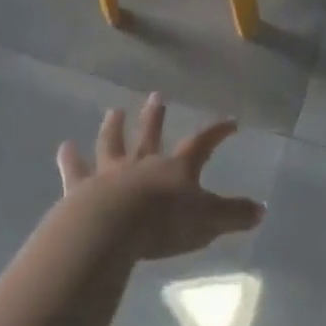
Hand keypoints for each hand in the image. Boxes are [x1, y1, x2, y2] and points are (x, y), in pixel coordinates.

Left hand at [57, 95, 265, 260]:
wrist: (112, 229)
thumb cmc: (164, 223)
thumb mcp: (208, 221)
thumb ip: (233, 215)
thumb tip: (262, 210)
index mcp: (176, 168)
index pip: (203, 143)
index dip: (217, 131)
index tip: (230, 121)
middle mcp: (143, 163)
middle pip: (151, 134)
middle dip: (156, 116)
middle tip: (156, 96)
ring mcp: (110, 173)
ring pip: (112, 144)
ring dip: (114, 127)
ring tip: (113, 110)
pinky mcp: (82, 188)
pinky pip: (75, 170)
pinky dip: (70, 158)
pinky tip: (64, 147)